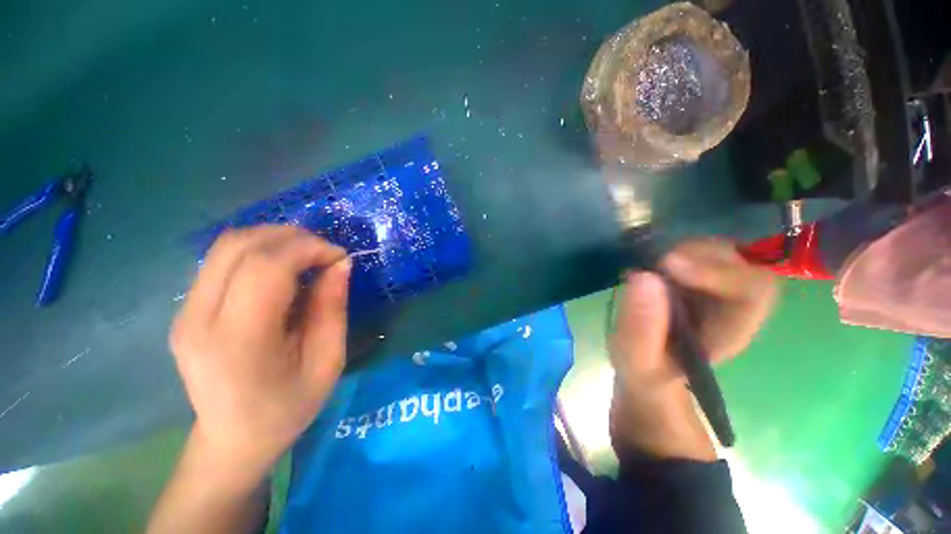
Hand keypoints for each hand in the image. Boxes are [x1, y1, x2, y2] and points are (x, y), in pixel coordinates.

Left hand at [170, 225, 350, 471]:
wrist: (233, 440)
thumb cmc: (288, 407)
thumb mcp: (327, 360)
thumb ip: (333, 307)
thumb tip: (340, 263)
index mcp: (238, 340)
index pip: (266, 266)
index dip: (309, 249)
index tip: (340, 257)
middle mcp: (199, 319)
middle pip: (239, 245)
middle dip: (293, 237)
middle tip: (326, 254)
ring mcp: (185, 312)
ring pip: (227, 245)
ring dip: (275, 239)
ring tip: (308, 256)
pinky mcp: (186, 309)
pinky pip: (222, 260)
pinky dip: (260, 251)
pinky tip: (284, 268)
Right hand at [609, 238, 775, 459]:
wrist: (646, 364)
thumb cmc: (645, 370)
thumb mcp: (637, 360)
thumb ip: (640, 328)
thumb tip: (644, 277)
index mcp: (730, 330)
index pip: (750, 291)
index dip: (717, 273)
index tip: (667, 266)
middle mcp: (732, 304)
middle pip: (740, 261)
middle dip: (697, 256)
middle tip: (656, 264)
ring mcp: (715, 286)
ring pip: (718, 251)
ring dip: (683, 251)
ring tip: (650, 267)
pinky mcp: (695, 276)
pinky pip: (696, 252)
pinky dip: (673, 251)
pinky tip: (651, 266)